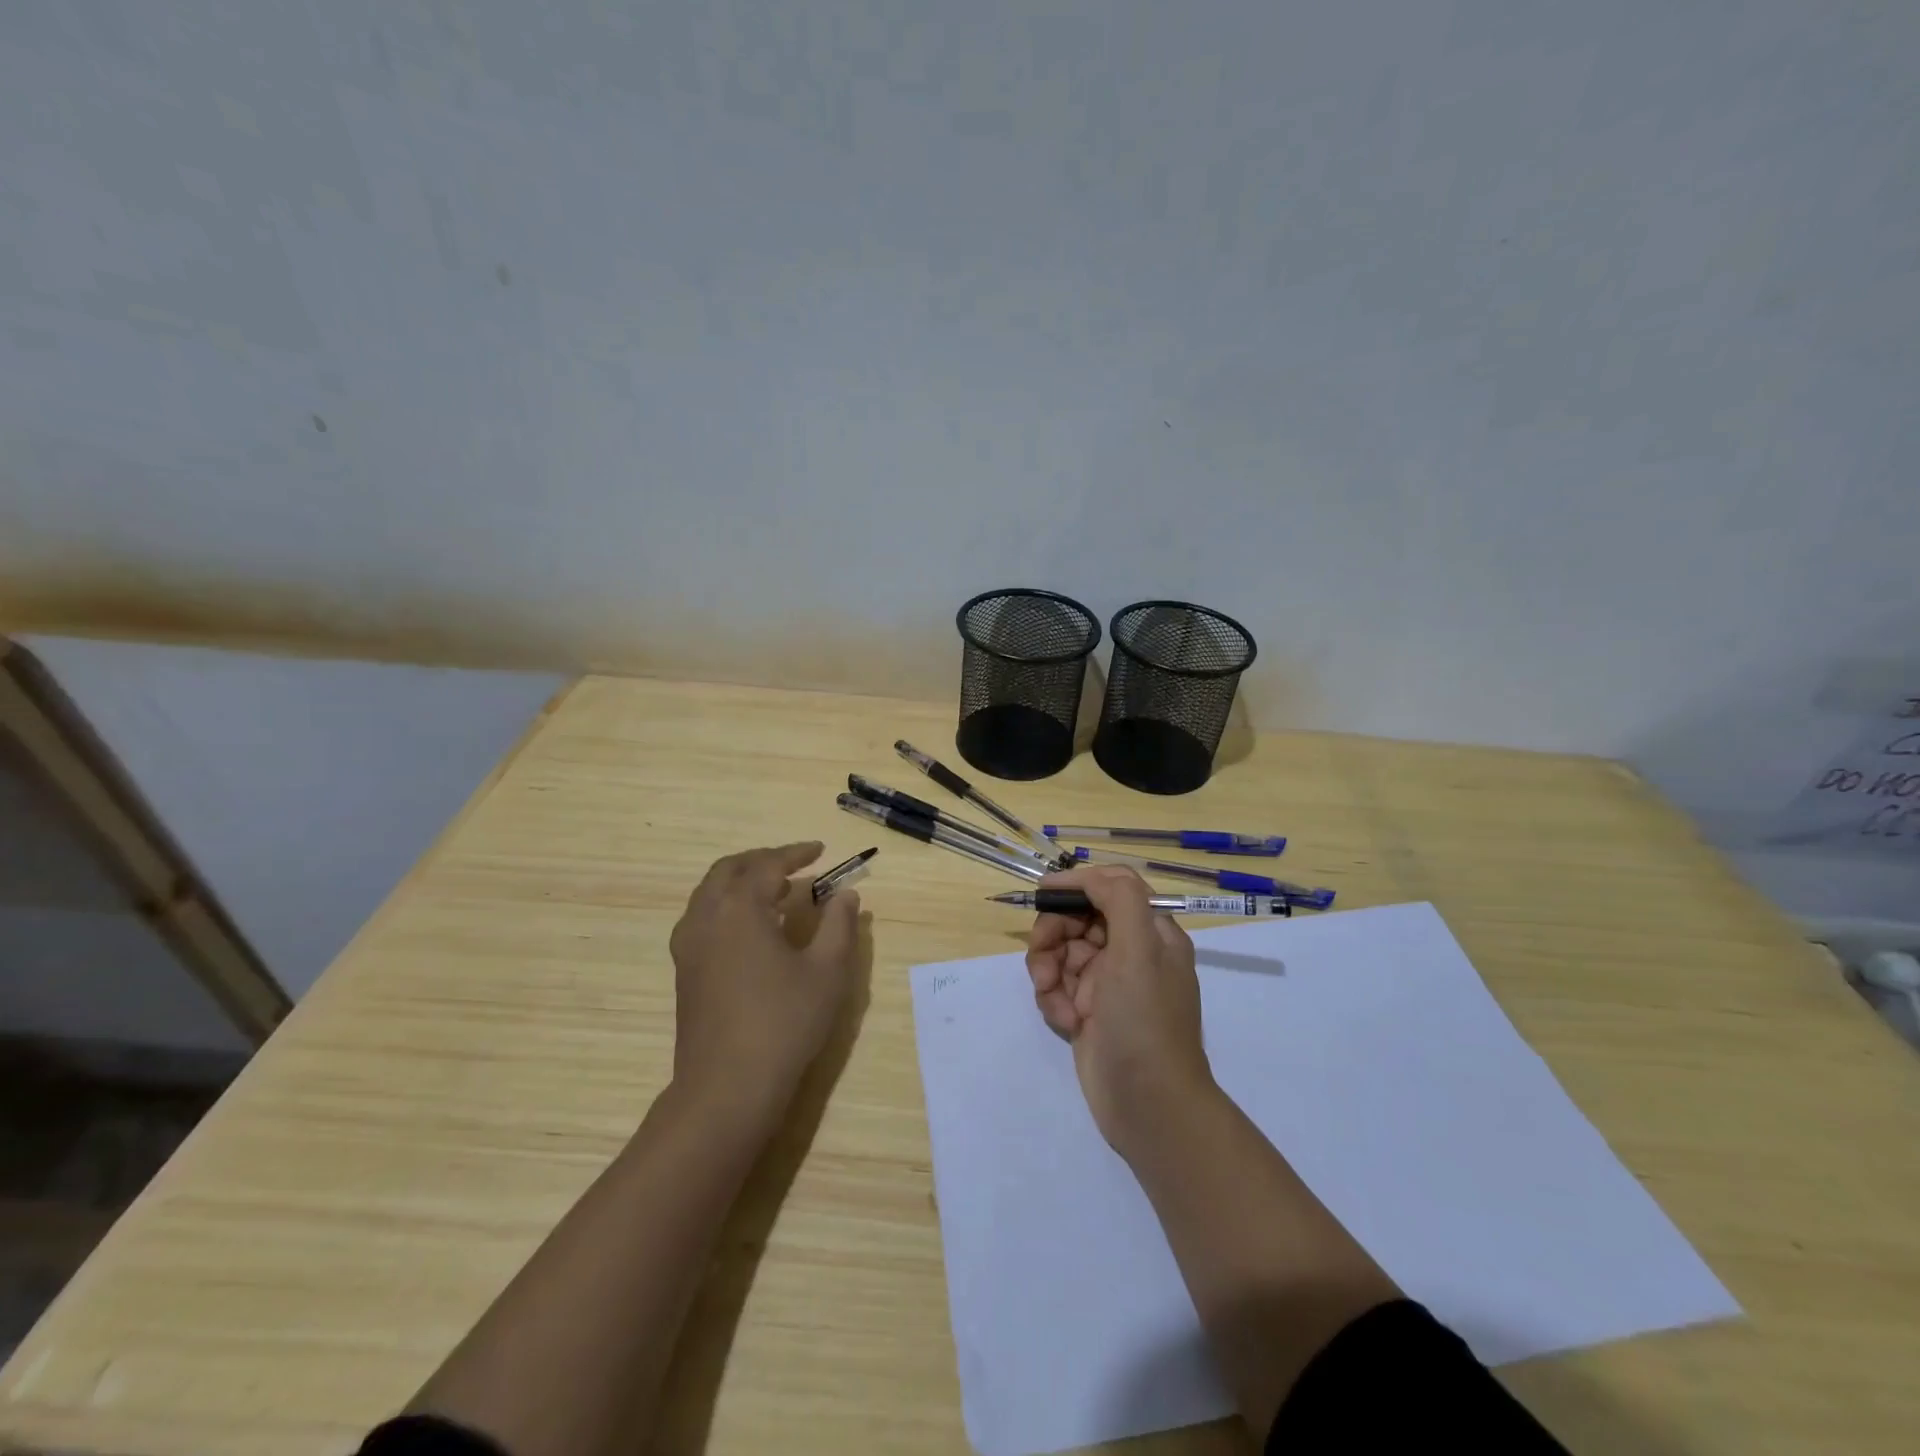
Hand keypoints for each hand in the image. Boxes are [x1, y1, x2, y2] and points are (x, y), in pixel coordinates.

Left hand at [668, 842, 861, 1122]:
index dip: (797, 853)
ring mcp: (689, 945)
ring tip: (776, 892)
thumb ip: (839, 925)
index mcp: (739, 908)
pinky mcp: (684, 971)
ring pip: (710, 892)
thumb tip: (845, 895)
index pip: (768, 864)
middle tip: (795, 865)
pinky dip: (728, 905)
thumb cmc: (783, 1023)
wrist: (726, 1088)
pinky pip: (703, 917)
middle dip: (763, 860)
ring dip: (741, 881)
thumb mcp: (827, 971)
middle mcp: (707, 917)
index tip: (821, 850)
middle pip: (729, 869)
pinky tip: (752, 929)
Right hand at [1024, 865, 1214, 1156]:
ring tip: (1053, 998)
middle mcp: (1130, 952)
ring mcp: (1108, 984)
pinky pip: (1057, 986)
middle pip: (1078, 918)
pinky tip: (1065, 1022)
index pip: (1111, 887)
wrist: (1149, 1107)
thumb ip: (1120, 899)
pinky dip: (1053, 999)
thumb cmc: (1145, 1022)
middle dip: (1054, 935)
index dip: (1076, 885)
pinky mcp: (1089, 1011)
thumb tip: (1090, 876)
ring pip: (1061, 952)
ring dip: (1048, 970)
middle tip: (1042, 957)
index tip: (1043, 893)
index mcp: (1151, 933)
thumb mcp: (1140, 951)